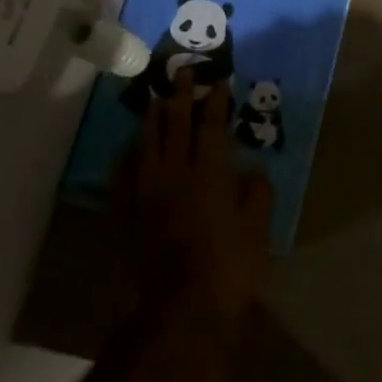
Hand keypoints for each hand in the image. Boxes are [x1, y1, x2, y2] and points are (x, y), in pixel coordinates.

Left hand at [131, 76, 272, 341]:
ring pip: (147, 144)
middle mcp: (175, 173)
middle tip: (183, 72)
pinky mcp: (128, 214)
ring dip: (153, 118)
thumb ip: (257, 194)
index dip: (216, 102)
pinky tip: (130, 148)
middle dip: (181, 96)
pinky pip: (124, 175)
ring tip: (156, 98)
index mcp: (209, 173)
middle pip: (176, 125)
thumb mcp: (256, 230)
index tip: (219, 81)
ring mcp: (147, 193)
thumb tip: (254, 171)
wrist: (177, 309)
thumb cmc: (227, 267)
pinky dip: (128, 156)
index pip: (211, 126)